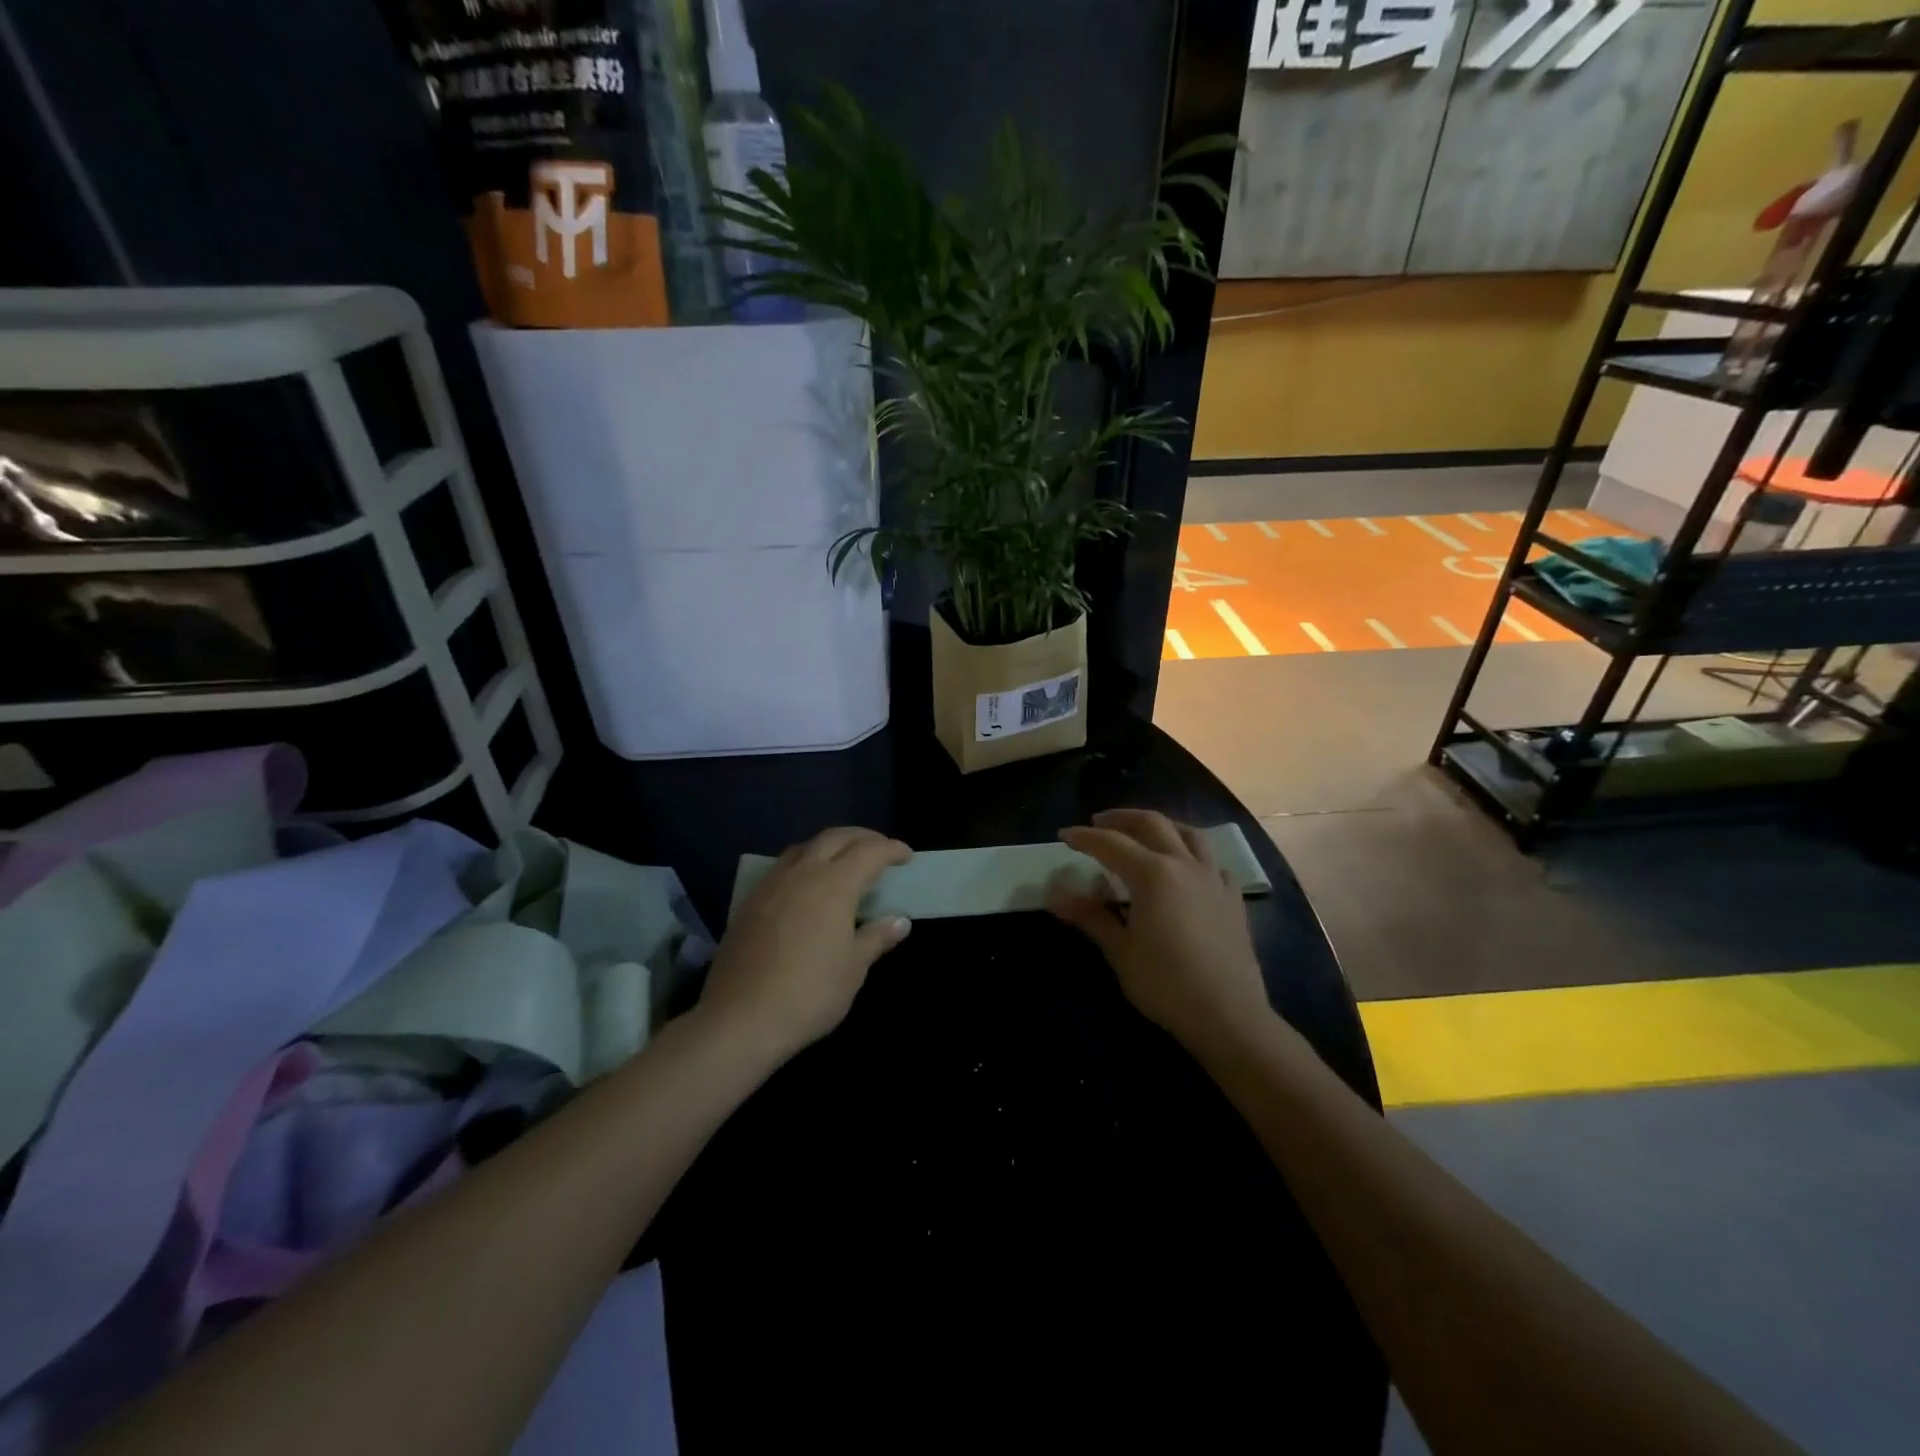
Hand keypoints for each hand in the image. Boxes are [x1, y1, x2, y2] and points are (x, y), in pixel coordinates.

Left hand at [699, 826, 913, 1062]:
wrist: (740, 1019)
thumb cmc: (809, 993)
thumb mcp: (853, 968)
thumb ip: (876, 938)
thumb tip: (900, 922)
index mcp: (834, 884)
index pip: (869, 851)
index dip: (891, 849)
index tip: (906, 856)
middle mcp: (802, 873)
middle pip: (835, 838)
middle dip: (861, 838)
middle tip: (880, 850)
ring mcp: (771, 885)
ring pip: (805, 847)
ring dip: (830, 846)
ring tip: (844, 862)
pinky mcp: (749, 902)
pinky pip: (783, 867)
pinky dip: (804, 864)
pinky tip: (806, 887)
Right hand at [1046, 809, 1272, 1057]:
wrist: (1228, 1015)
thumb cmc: (1165, 983)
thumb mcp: (1120, 950)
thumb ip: (1090, 916)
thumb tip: (1054, 895)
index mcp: (1153, 873)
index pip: (1111, 844)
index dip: (1085, 838)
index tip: (1064, 836)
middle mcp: (1184, 865)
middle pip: (1152, 824)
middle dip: (1121, 818)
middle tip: (1099, 823)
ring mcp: (1213, 879)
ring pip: (1188, 834)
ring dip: (1161, 826)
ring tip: (1144, 833)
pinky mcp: (1233, 898)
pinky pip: (1212, 861)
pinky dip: (1193, 854)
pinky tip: (1186, 869)